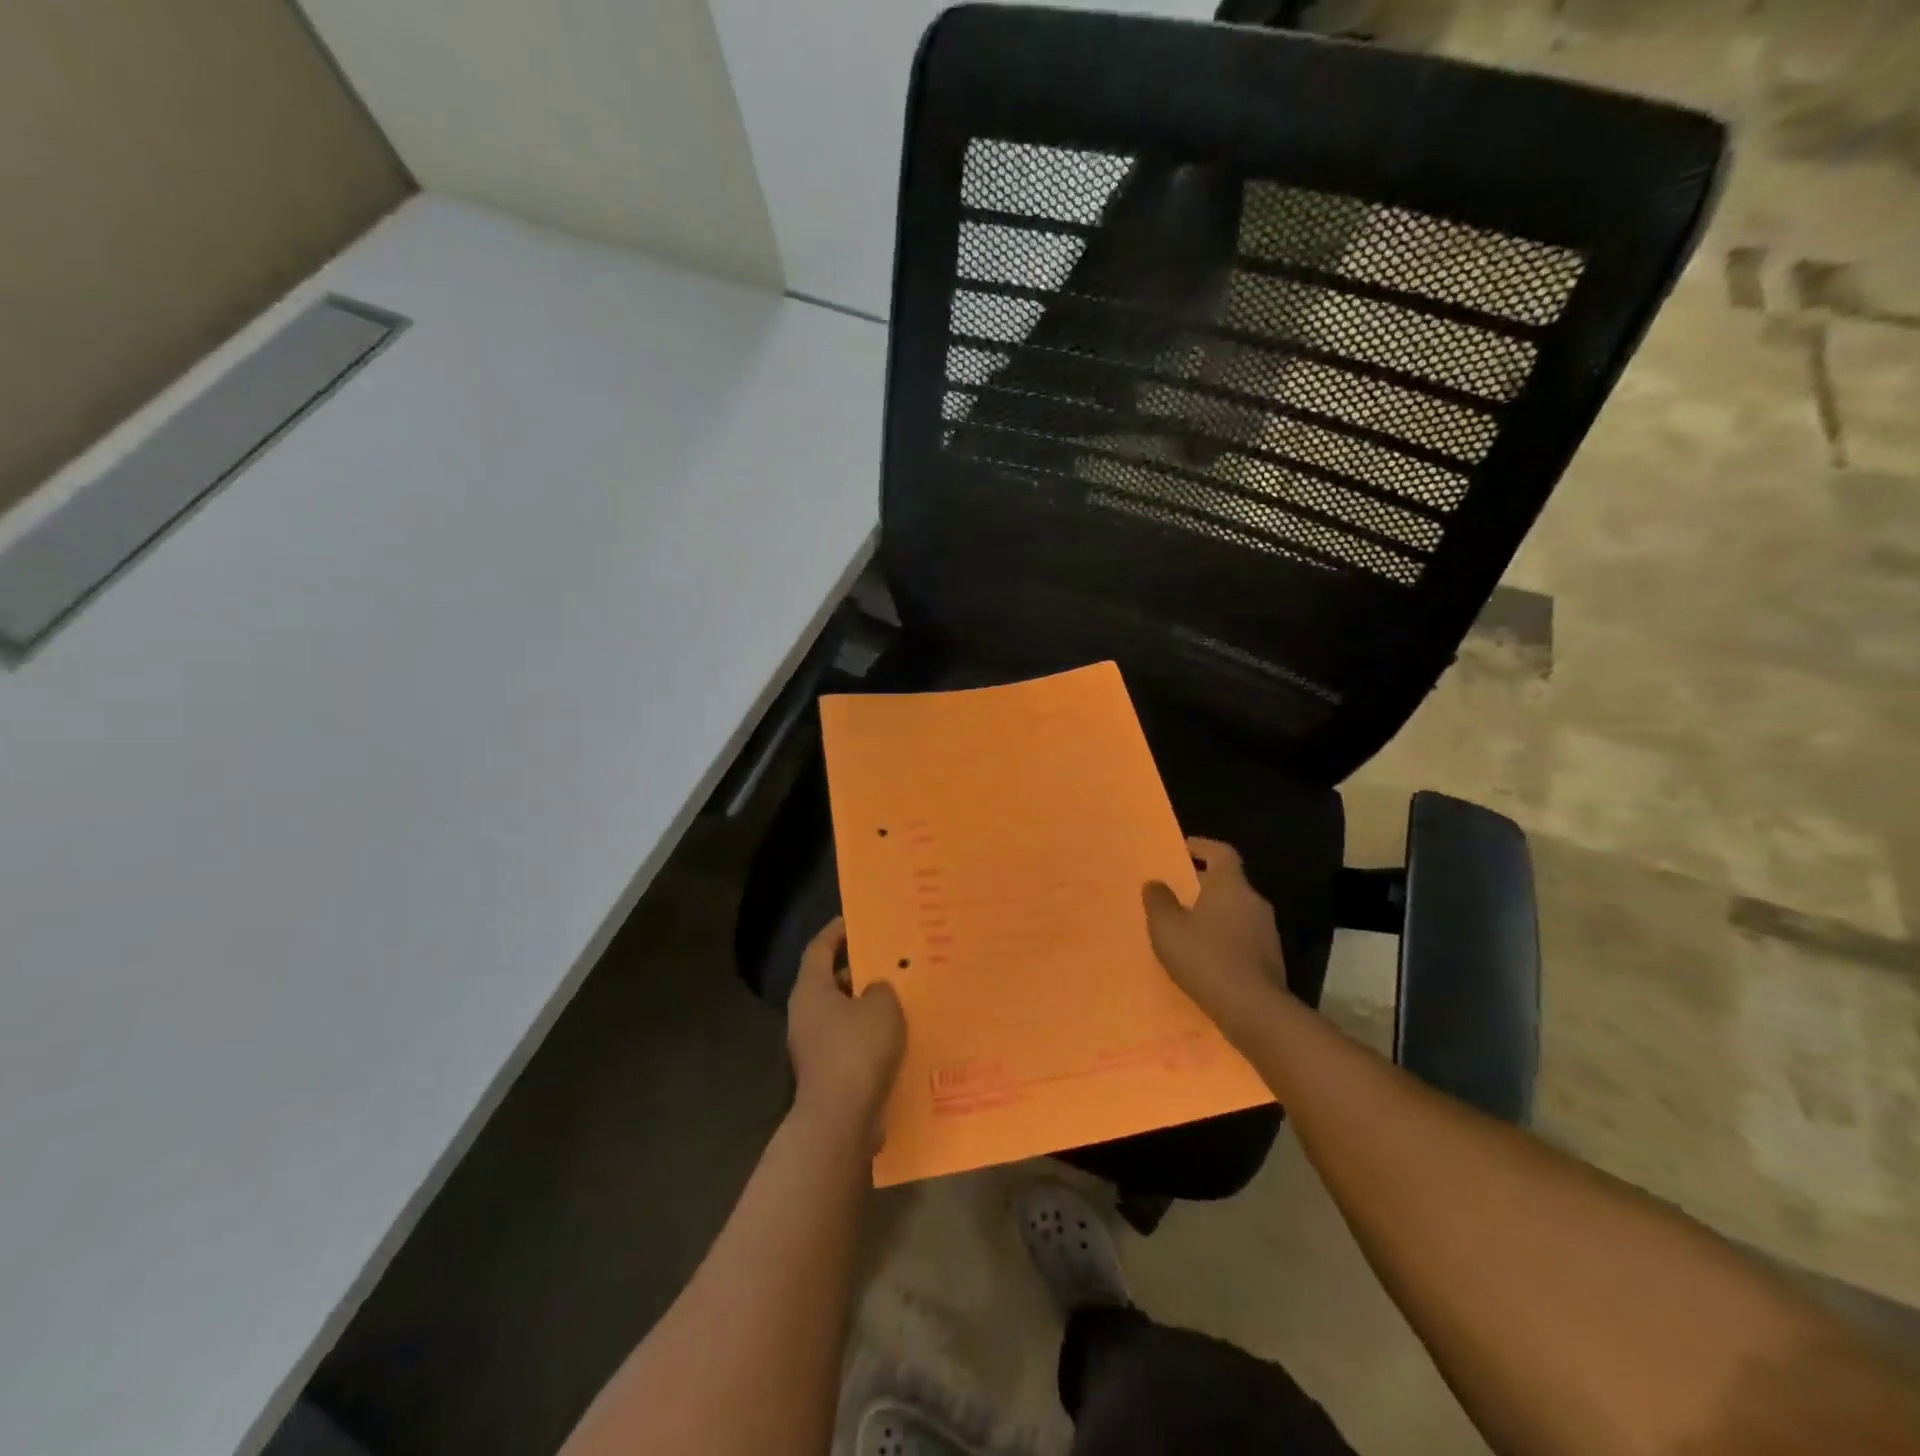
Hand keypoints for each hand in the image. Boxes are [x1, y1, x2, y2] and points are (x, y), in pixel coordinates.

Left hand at [787, 917, 905, 1148]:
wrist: (840, 1120)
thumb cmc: (857, 1050)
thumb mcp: (881, 1007)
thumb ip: (880, 988)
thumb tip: (874, 990)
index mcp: (811, 990)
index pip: (819, 948)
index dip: (836, 931)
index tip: (855, 920)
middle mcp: (805, 1015)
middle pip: (830, 981)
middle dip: (858, 970)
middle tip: (887, 960)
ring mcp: (813, 1046)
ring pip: (842, 1014)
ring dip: (866, 1005)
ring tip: (899, 996)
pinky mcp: (827, 1073)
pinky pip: (850, 1042)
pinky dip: (870, 1035)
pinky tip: (897, 1036)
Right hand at [1143, 838, 1289, 1037]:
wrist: (1252, 1008)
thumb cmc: (1205, 957)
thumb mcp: (1167, 927)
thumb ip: (1158, 901)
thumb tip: (1155, 883)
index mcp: (1230, 885)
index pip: (1222, 852)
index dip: (1203, 847)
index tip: (1184, 849)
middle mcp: (1254, 901)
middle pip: (1229, 882)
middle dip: (1204, 884)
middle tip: (1178, 892)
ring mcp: (1267, 931)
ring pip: (1236, 911)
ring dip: (1215, 913)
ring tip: (1188, 927)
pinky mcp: (1271, 959)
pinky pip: (1243, 937)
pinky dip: (1225, 938)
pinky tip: (1206, 956)